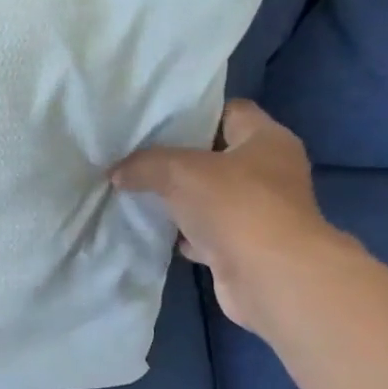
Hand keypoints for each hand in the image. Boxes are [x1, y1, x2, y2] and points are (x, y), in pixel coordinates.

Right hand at [113, 100, 347, 334]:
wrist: (268, 276)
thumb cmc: (235, 206)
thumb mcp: (179, 171)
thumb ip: (144, 165)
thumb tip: (117, 172)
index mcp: (267, 140)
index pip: (232, 111)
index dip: (195, 113)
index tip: (157, 121)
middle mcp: (270, 172)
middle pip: (219, 156)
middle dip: (180, 159)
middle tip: (138, 158)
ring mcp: (260, 213)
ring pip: (211, 197)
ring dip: (181, 199)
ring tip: (139, 193)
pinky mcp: (245, 247)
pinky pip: (207, 233)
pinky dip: (185, 233)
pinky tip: (157, 232)